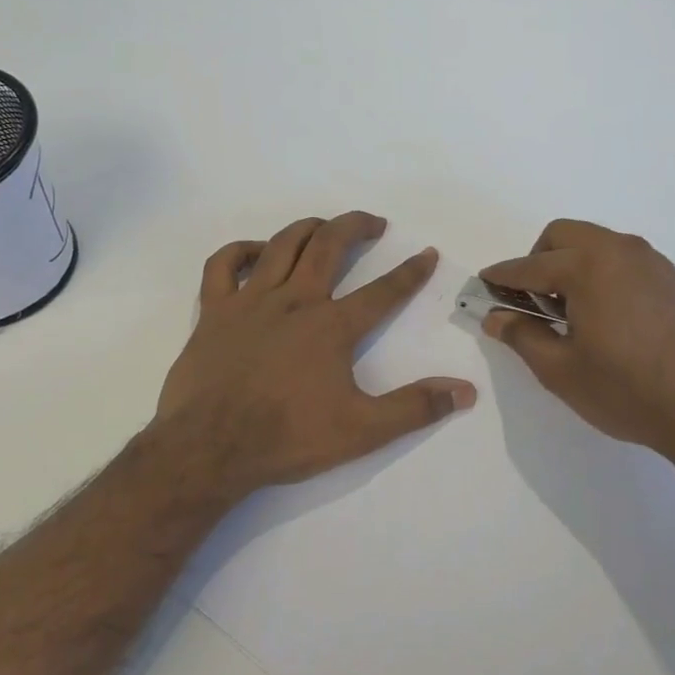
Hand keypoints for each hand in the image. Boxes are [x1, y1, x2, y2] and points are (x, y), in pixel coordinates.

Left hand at [155, 212, 475, 498]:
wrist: (209, 450)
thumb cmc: (287, 439)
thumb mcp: (362, 430)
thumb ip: (415, 408)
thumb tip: (465, 391)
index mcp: (331, 327)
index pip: (383, 291)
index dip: (410, 271)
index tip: (427, 252)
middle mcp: (293, 301)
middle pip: (329, 246)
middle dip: (356, 227)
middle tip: (375, 223)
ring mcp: (249, 302)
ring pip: (281, 245)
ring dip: (307, 228)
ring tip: (325, 226)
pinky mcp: (213, 312)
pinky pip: (222, 265)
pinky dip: (240, 251)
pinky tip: (255, 253)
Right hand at [479, 219, 674, 464]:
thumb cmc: (626, 391)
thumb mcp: (561, 370)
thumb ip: (522, 335)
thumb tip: (495, 316)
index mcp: (588, 266)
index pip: (530, 266)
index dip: (501, 277)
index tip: (483, 284)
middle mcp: (620, 250)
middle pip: (563, 236)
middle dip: (537, 260)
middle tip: (531, 302)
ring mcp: (652, 262)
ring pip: (596, 244)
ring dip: (571, 264)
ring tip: (569, 312)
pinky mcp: (673, 279)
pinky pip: (623, 260)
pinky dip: (601, 273)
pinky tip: (605, 316)